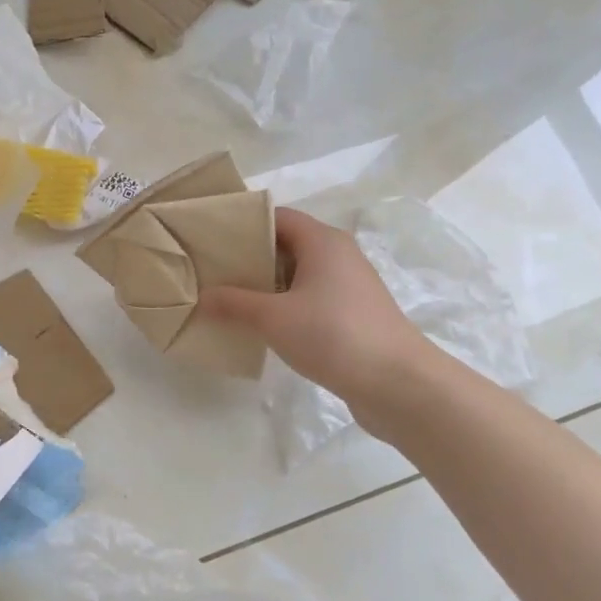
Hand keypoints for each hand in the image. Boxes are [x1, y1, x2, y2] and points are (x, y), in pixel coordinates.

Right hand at [198, 208, 434, 421]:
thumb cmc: (333, 335)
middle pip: (285, 243)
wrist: (399, 384)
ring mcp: (348, 285)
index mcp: (322, 241)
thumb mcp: (273, 318)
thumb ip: (234, 304)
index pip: (276, 216)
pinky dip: (283, 303)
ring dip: (264, 283)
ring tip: (227, 297)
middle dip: (248, 256)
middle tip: (210, 270)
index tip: (209, 237)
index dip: (242, 222)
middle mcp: (338, 254)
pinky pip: (308, 297)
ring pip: (296, 273)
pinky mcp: (351, 313)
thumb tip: (201, 297)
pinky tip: (260, 323)